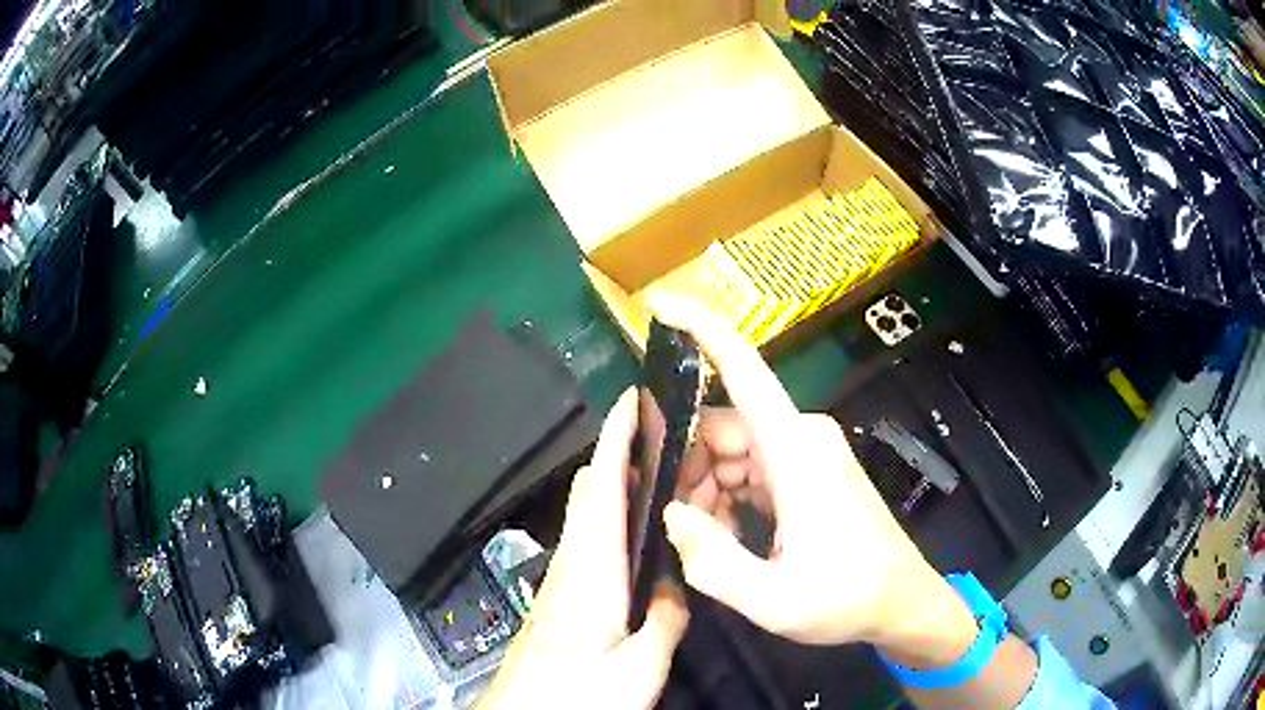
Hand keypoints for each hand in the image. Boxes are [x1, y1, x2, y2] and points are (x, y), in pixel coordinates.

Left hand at [477, 390, 688, 709]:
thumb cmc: (578, 693)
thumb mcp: (639, 667)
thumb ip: (664, 621)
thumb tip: (676, 585)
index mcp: (593, 568)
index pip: (603, 485)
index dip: (617, 437)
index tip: (636, 398)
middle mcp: (573, 561)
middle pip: (590, 489)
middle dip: (621, 452)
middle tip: (669, 440)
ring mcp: (563, 577)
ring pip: (589, 511)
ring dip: (618, 483)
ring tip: (666, 479)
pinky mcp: (561, 594)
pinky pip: (590, 538)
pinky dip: (613, 517)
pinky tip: (641, 539)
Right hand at [655, 298, 977, 667]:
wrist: (902, 604)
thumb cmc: (848, 599)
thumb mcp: (772, 599)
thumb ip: (711, 562)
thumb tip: (669, 514)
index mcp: (795, 451)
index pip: (744, 368)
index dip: (701, 329)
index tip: (659, 305)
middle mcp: (800, 437)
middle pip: (720, 427)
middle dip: (686, 468)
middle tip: (676, 527)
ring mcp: (806, 452)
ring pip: (731, 451)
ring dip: (706, 490)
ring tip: (707, 545)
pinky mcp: (808, 471)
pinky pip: (751, 468)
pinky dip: (727, 496)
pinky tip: (727, 538)